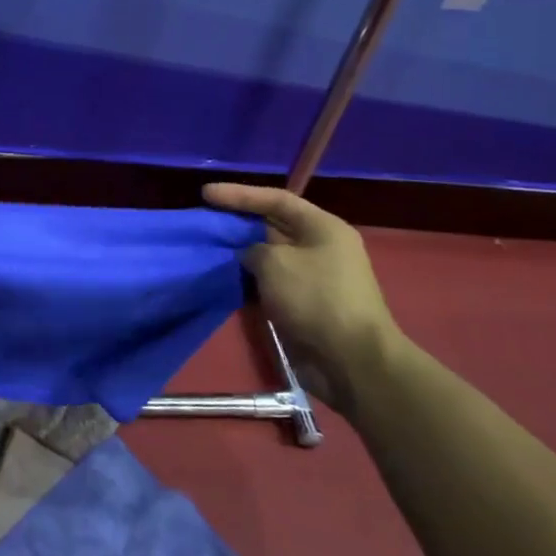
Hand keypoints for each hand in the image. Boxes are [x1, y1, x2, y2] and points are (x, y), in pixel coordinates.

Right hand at [202, 184, 403, 415]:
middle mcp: (320, 248)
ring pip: (269, 256)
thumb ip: (252, 249)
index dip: (239, 194)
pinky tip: (225, 279)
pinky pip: (271, 282)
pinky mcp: (304, 305)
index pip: (276, 199)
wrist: (351, 361)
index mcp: (323, 228)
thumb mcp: (275, 262)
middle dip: (238, 222)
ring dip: (240, 254)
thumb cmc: (315, 298)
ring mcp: (313, 278)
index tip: (205, 193)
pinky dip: (249, 279)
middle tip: (204, 220)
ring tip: (208, 249)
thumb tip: (248, 255)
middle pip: (273, 225)